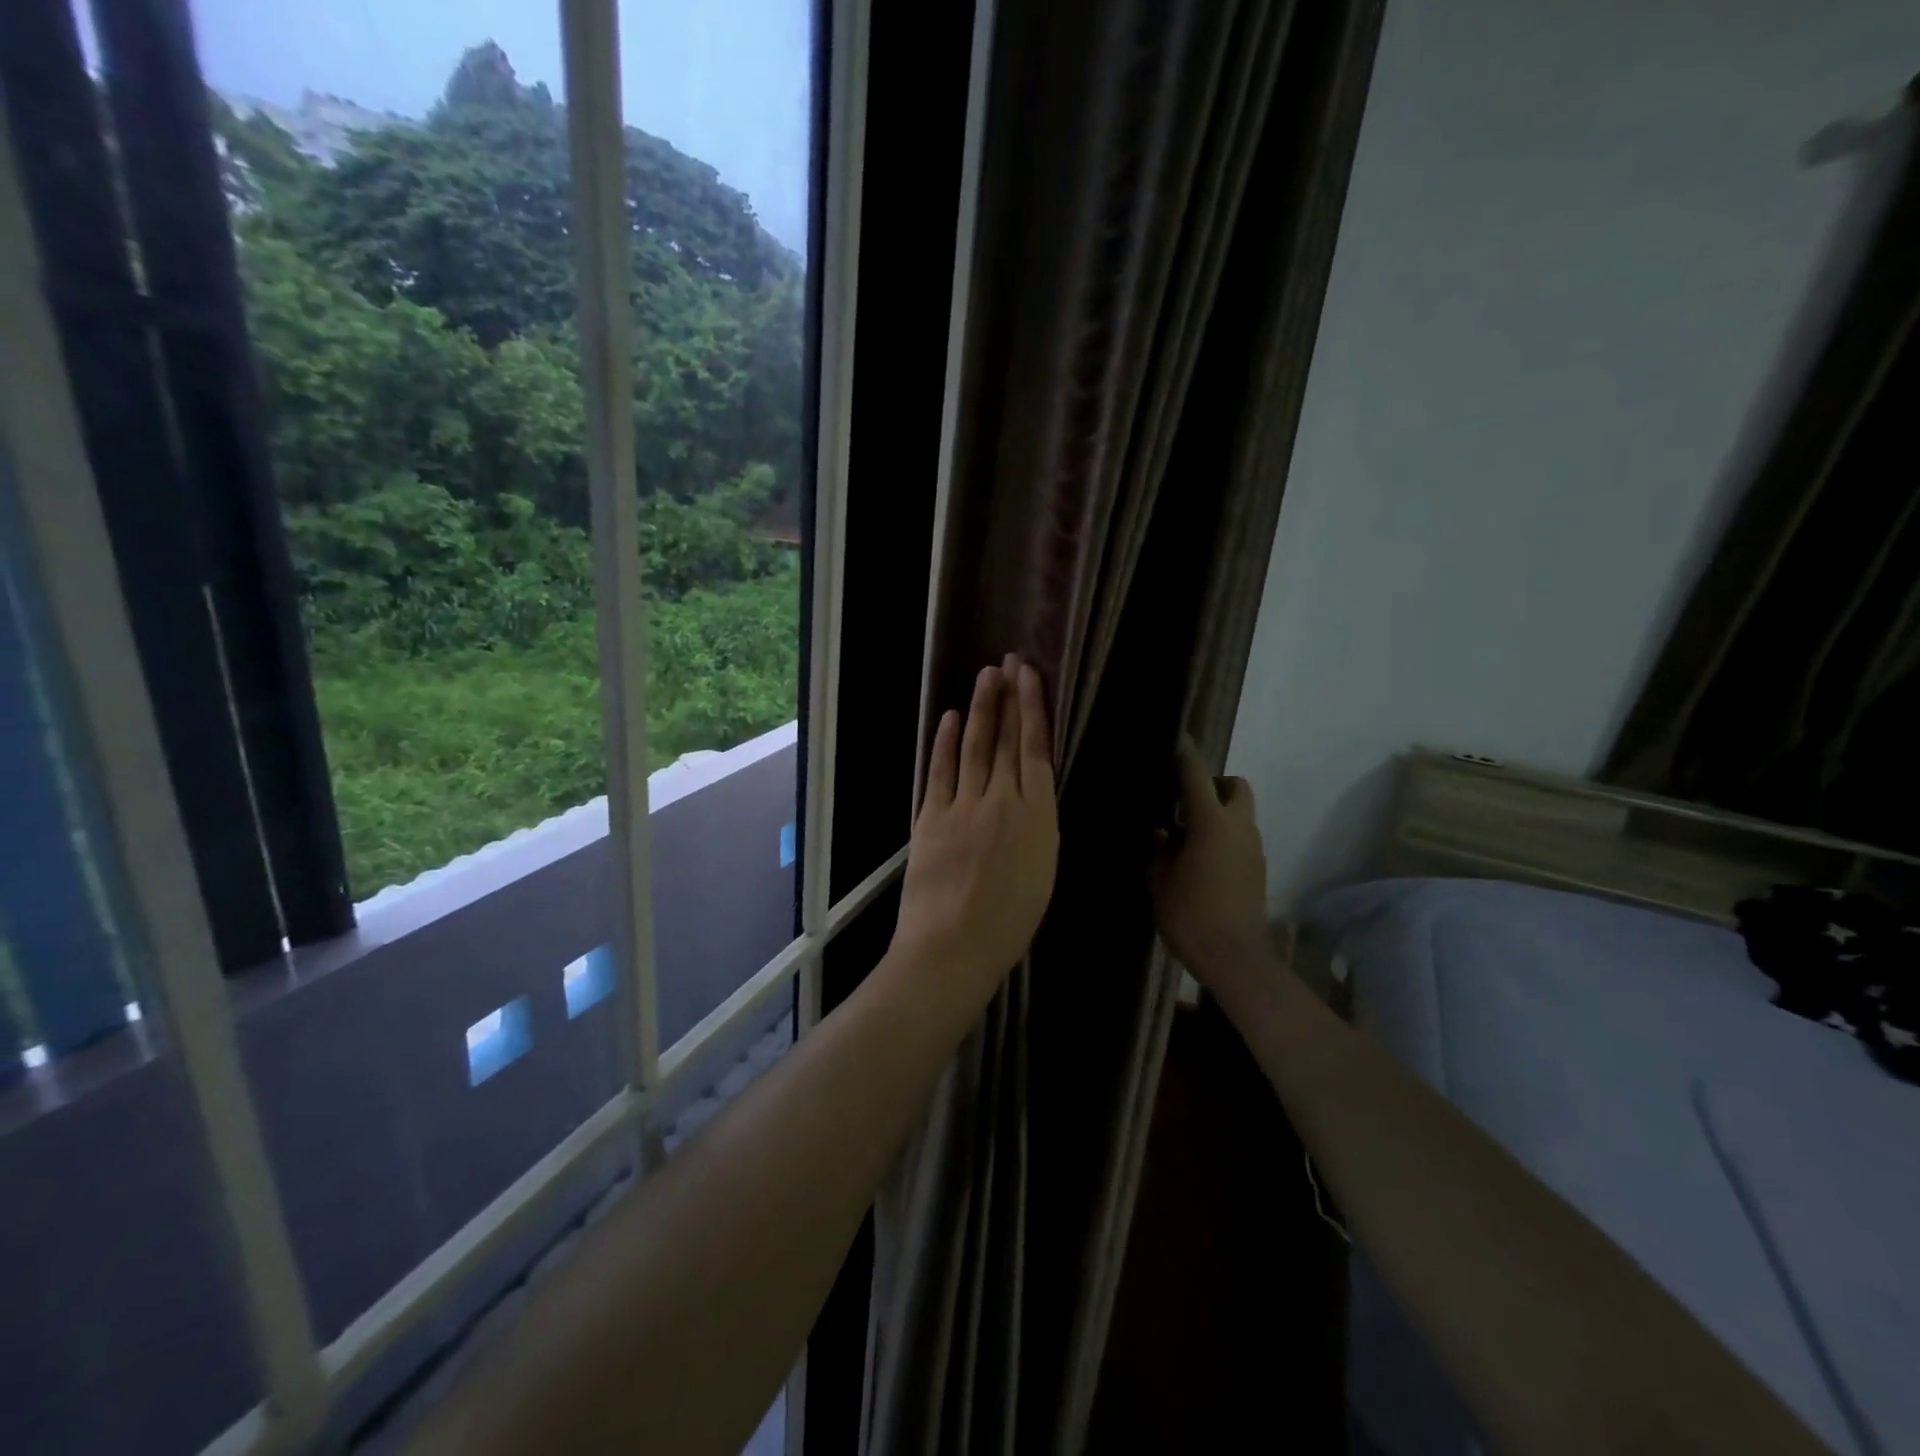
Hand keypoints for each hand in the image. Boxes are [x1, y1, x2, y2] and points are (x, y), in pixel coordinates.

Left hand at [892, 656, 1059, 999]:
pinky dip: (943, 743)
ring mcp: (962, 806)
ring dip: (979, 710)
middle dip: (1007, 698)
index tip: (1030, 678)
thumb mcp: (1042, 874)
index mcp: (1037, 818)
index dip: (1033, 710)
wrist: (952, 947)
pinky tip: (948, 718)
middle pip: (1004, 740)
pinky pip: (939, 771)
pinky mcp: (930, 817)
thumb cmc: (1009, 924)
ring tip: (986, 677)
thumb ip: (1037, 828)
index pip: (1035, 750)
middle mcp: (1001, 801)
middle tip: (1008, 662)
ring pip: (973, 747)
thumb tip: (1030, 797)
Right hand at [1150, 739, 1271, 995]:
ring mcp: (1253, 848)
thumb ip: (1159, 850)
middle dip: (1214, 784)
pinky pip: (1242, 836)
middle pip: (1235, 786)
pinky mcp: (1259, 868)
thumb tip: (1161, 833)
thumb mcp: (1159, 881)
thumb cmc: (1190, 915)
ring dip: (1219, 812)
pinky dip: (1225, 835)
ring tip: (1189, 835)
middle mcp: (1238, 827)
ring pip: (1241, 812)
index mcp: (1210, 823)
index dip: (1184, 755)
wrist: (1235, 958)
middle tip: (1186, 803)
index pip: (1197, 774)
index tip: (1175, 741)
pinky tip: (1203, 859)